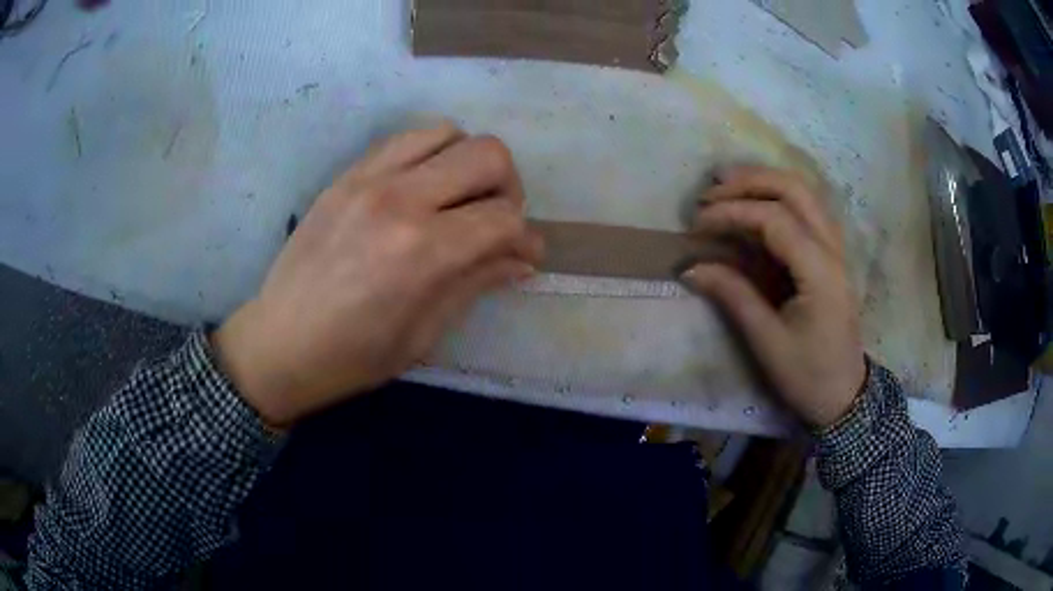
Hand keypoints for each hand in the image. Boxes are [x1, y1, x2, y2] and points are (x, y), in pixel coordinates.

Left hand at [213, 124, 543, 427]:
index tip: (525, 256)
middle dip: (508, 188)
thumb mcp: (423, 334)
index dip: (526, 238)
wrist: (279, 342)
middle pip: (488, 154)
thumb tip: (522, 259)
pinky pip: (404, 139)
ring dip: (468, 162)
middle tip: (496, 220)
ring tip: (459, 198)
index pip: (504, 218)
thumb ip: (476, 283)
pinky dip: (429, 154)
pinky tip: (423, 187)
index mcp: (423, 251)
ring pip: (448, 132)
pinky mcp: (347, 175)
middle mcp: (400, 199)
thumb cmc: (353, 356)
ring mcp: (369, 178)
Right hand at [681, 165, 866, 428]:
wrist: (844, 393)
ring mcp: (835, 248)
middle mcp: (832, 248)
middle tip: (711, 191)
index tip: (697, 224)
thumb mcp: (768, 342)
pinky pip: (807, 209)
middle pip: (794, 189)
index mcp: (819, 272)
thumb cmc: (808, 374)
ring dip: (764, 181)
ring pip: (804, 192)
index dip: (732, 212)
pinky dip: (778, 196)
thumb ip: (733, 296)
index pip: (774, 218)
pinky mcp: (831, 253)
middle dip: (749, 182)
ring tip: (727, 185)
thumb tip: (690, 268)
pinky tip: (756, 202)